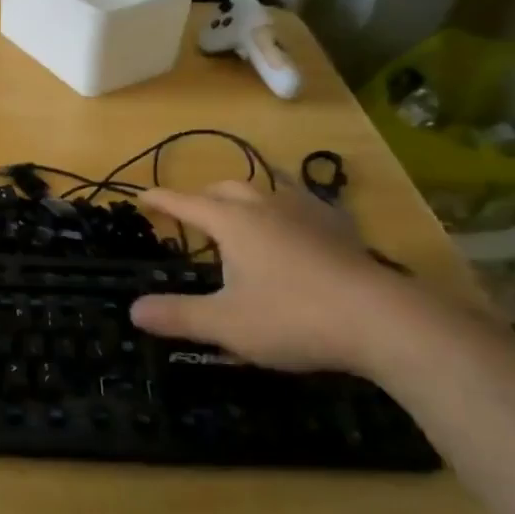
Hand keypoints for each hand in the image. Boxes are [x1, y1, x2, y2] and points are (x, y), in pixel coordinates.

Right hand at [129, 180, 428, 373]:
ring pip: (265, 190)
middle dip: (202, 197)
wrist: (381, 320)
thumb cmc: (293, 318)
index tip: (141, 195)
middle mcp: (266, 206)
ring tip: (239, 217)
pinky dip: (283, 208)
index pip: (186, 203)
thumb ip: (178, 316)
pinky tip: (293, 227)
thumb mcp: (226, 324)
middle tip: (190, 215)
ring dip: (243, 199)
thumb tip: (133, 310)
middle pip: (225, 188)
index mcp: (233, 222)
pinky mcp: (339, 228)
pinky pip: (301, 203)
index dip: (161, 200)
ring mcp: (306, 213)